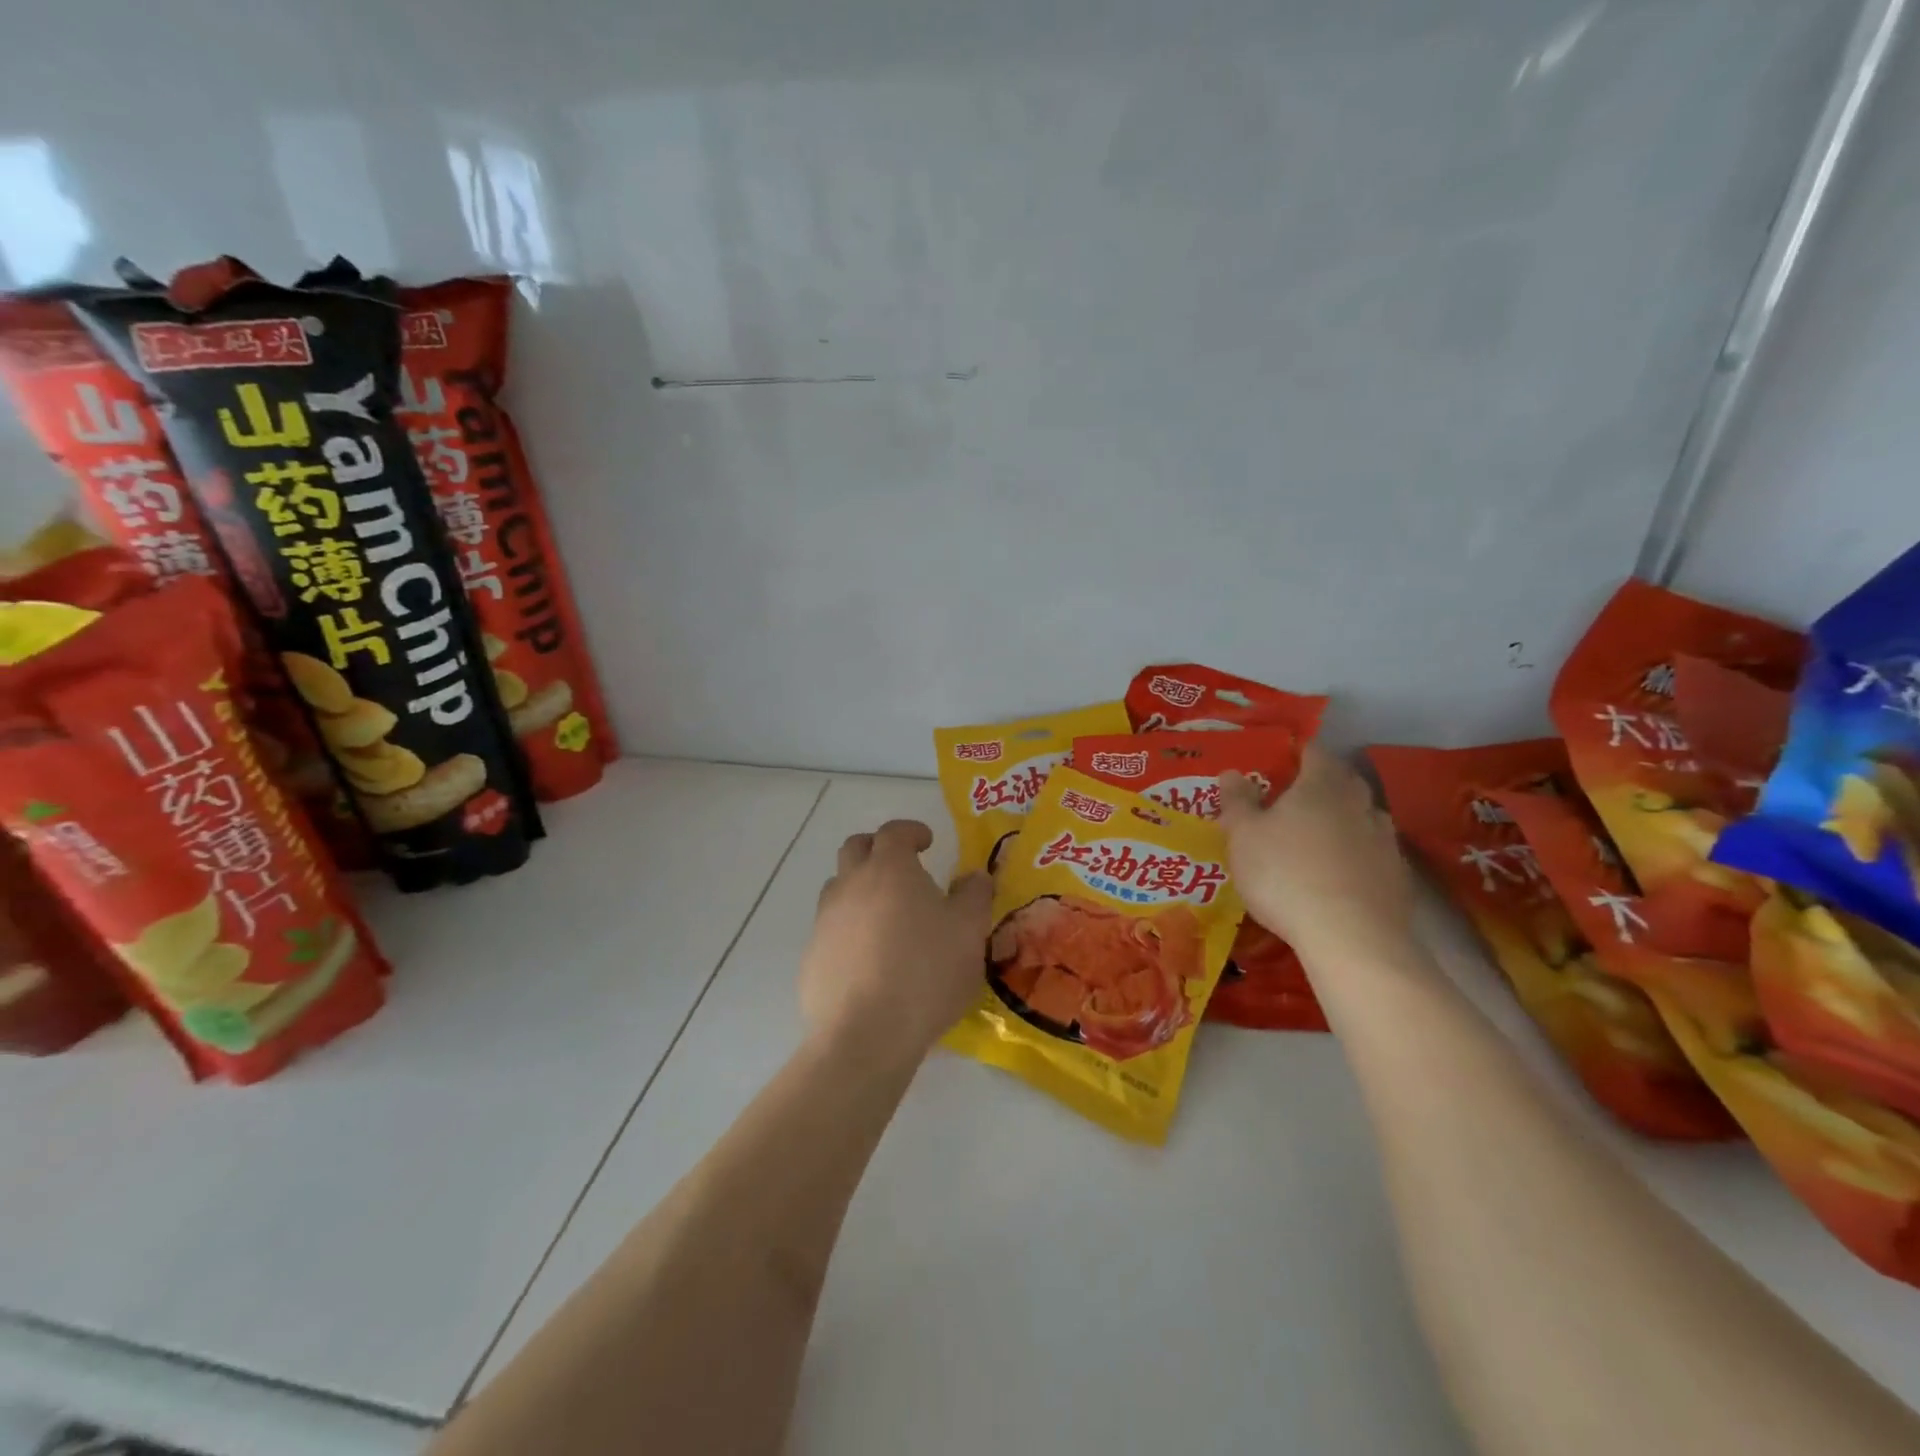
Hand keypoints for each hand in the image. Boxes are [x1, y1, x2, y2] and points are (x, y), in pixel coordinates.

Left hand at [800, 820, 993, 1064]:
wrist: (865, 1036)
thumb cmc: (926, 972)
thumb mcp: (969, 932)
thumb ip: (974, 895)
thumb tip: (973, 877)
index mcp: (889, 870)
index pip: (894, 831)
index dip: (911, 831)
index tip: (927, 842)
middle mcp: (850, 885)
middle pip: (855, 848)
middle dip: (878, 849)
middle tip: (902, 868)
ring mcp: (825, 921)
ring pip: (838, 888)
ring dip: (860, 889)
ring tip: (887, 916)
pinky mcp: (812, 957)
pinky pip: (831, 930)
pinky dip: (849, 931)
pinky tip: (870, 961)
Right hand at [1218, 746, 1414, 962]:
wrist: (1351, 937)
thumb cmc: (1286, 874)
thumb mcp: (1243, 836)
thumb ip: (1237, 801)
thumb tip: (1232, 773)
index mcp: (1322, 785)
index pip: (1314, 752)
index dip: (1296, 753)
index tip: (1278, 763)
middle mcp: (1359, 803)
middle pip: (1342, 781)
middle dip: (1320, 785)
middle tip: (1292, 800)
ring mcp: (1385, 840)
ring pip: (1361, 817)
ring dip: (1341, 820)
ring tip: (1315, 839)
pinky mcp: (1398, 876)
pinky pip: (1373, 853)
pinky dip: (1356, 856)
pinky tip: (1338, 876)